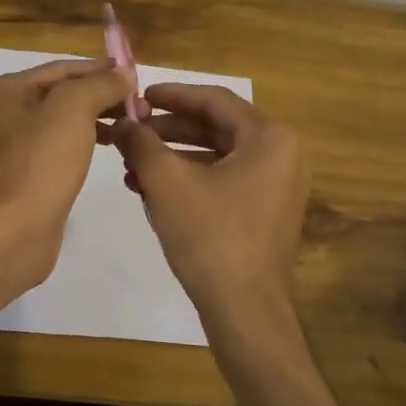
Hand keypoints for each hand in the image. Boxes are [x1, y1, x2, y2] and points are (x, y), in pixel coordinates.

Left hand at [0, 57, 136, 285]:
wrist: (14, 231)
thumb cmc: (40, 162)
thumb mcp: (73, 109)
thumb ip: (100, 84)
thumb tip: (123, 73)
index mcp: (7, 91)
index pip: (62, 69)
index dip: (100, 69)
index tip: (136, 74)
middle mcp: (7, 115)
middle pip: (64, 95)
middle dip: (103, 96)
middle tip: (142, 104)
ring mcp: (17, 149)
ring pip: (66, 123)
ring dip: (100, 119)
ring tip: (135, 124)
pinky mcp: (30, 178)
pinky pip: (64, 149)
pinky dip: (89, 143)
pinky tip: (114, 147)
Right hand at [105, 85, 309, 330]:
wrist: (244, 310)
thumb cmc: (210, 237)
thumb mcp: (168, 183)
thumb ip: (142, 144)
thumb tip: (122, 123)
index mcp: (270, 138)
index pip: (215, 100)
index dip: (173, 95)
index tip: (139, 96)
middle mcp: (282, 156)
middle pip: (217, 127)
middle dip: (169, 130)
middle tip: (132, 130)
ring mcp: (278, 186)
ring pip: (218, 157)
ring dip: (175, 157)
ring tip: (132, 163)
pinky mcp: (267, 212)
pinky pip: (225, 181)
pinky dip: (191, 180)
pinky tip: (152, 190)